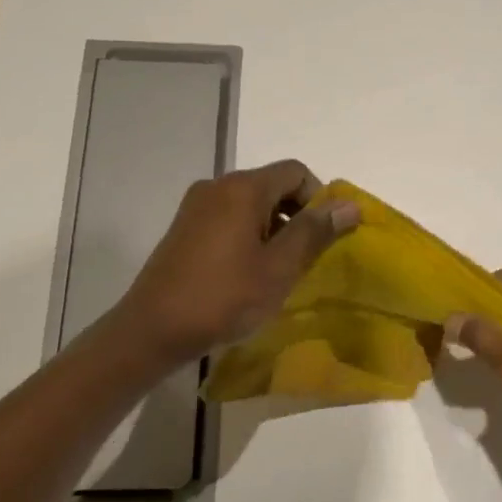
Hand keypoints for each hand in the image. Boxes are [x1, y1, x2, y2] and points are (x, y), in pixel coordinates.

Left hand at [112, 159, 358, 365]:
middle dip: (296, 216)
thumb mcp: (279, 268)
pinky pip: (228, 219)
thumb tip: (349, 204)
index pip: (296, 172)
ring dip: (273, 229)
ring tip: (278, 271)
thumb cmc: (223, 297)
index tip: (324, 238)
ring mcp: (195, 207)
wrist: (153, 330)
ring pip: (250, 205)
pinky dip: (248, 236)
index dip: (319, 199)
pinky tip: (248, 274)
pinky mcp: (184, 229)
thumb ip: (315, 232)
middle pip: (272, 185)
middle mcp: (217, 186)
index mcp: (242, 188)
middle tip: (305, 258)